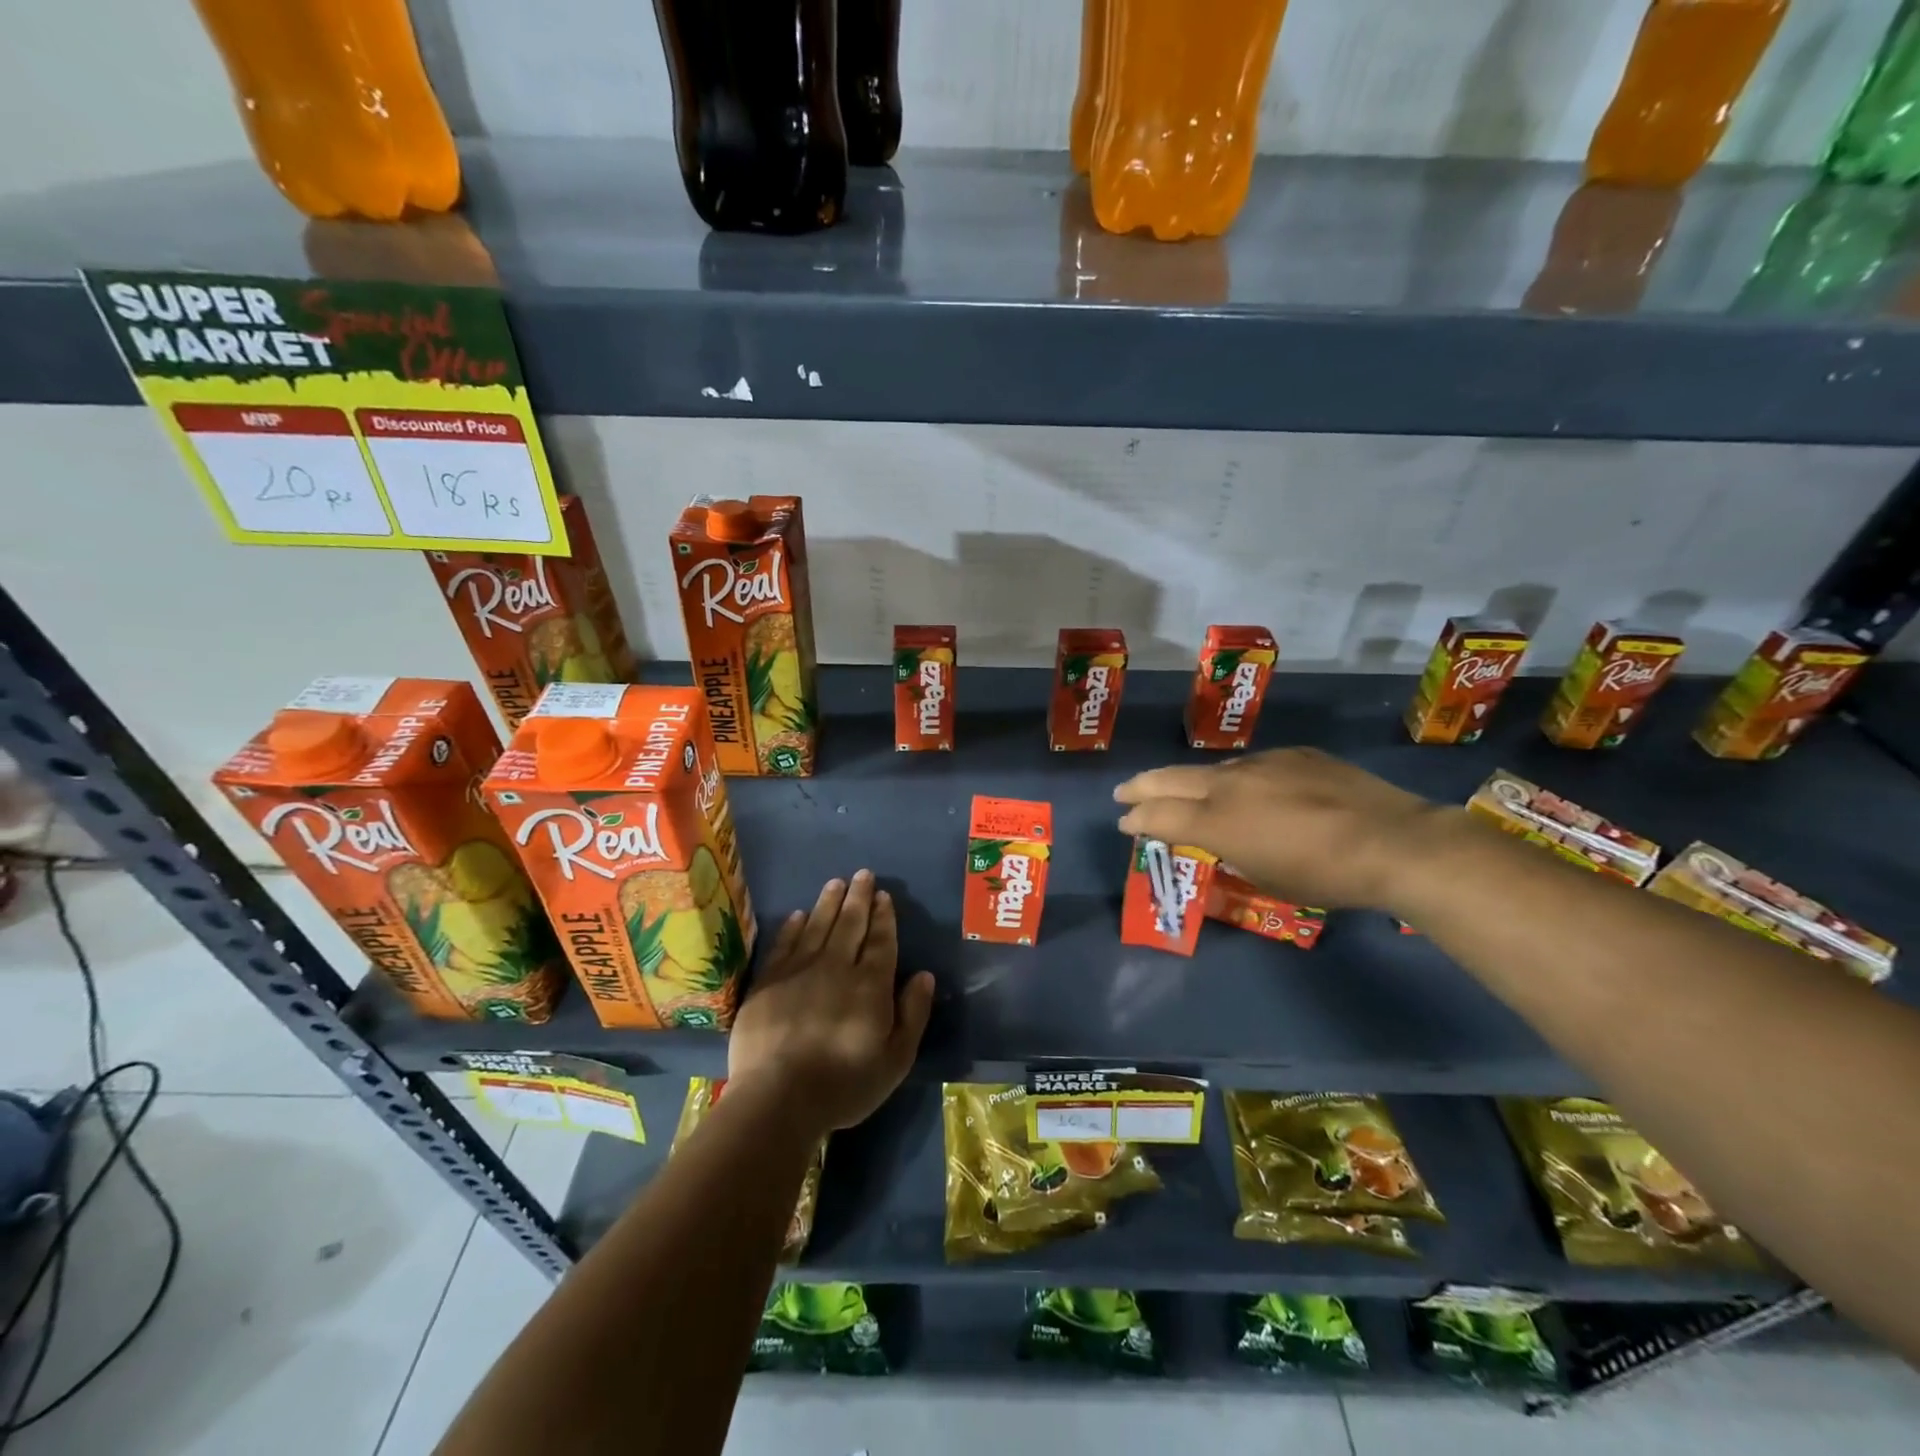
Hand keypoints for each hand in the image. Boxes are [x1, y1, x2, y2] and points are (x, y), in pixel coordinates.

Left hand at [728, 869, 934, 1135]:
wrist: (778, 1098)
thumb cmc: (844, 1084)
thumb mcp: (895, 1060)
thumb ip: (913, 1014)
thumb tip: (924, 975)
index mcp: (870, 985)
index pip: (881, 941)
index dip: (884, 917)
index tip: (884, 895)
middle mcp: (836, 967)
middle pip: (850, 924)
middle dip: (859, 897)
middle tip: (863, 874)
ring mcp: (799, 971)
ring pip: (818, 926)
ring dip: (829, 902)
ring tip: (836, 882)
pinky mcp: (768, 982)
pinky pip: (785, 944)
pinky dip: (794, 927)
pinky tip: (799, 915)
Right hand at [1113, 748, 1448, 910]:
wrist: (1393, 842)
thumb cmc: (1324, 876)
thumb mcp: (1265, 877)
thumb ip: (1231, 852)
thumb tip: (1221, 839)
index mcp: (1216, 822)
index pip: (1158, 816)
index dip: (1135, 819)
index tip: (1124, 822)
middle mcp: (1229, 784)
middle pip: (1169, 779)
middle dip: (1141, 787)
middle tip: (1124, 792)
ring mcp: (1262, 763)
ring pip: (1211, 769)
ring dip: (1190, 782)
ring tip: (1183, 791)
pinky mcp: (1294, 754)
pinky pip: (1253, 765)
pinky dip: (1238, 779)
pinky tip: (1250, 790)